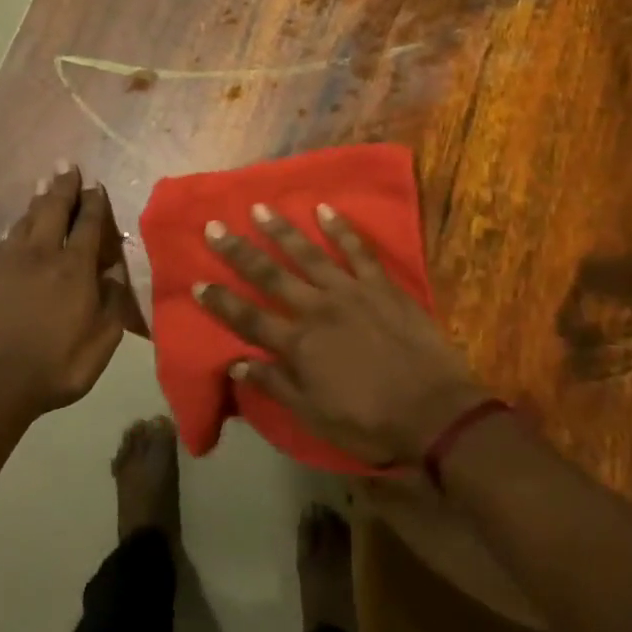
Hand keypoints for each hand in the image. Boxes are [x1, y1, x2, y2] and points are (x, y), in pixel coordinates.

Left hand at [0, 164, 137, 418]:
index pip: (87, 224)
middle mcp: (42, 255)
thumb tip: (115, 275)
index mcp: (74, 269)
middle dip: (63, 186)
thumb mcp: (100, 343)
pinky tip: (18, 223)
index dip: (94, 203)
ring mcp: (9, 263)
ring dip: (38, 199)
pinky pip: (6, 240)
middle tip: (67, 165)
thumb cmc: (55, 367)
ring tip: (44, 183)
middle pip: (53, 210)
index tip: (96, 185)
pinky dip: (17, 225)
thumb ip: (112, 305)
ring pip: (27, 220)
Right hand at [196, 203, 486, 466]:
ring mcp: (351, 291)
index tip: (197, 281)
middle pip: (270, 275)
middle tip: (215, 226)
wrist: (434, 413)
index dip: (221, 301)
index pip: (249, 318)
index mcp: (299, 345)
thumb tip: (235, 363)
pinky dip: (340, 229)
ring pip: (309, 253)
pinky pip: (358, 250)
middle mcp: (317, 309)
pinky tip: (324, 210)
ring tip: (260, 208)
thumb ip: (276, 386)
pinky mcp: (381, 285)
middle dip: (239, 251)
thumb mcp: (315, 416)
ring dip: (282, 230)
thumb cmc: (371, 422)